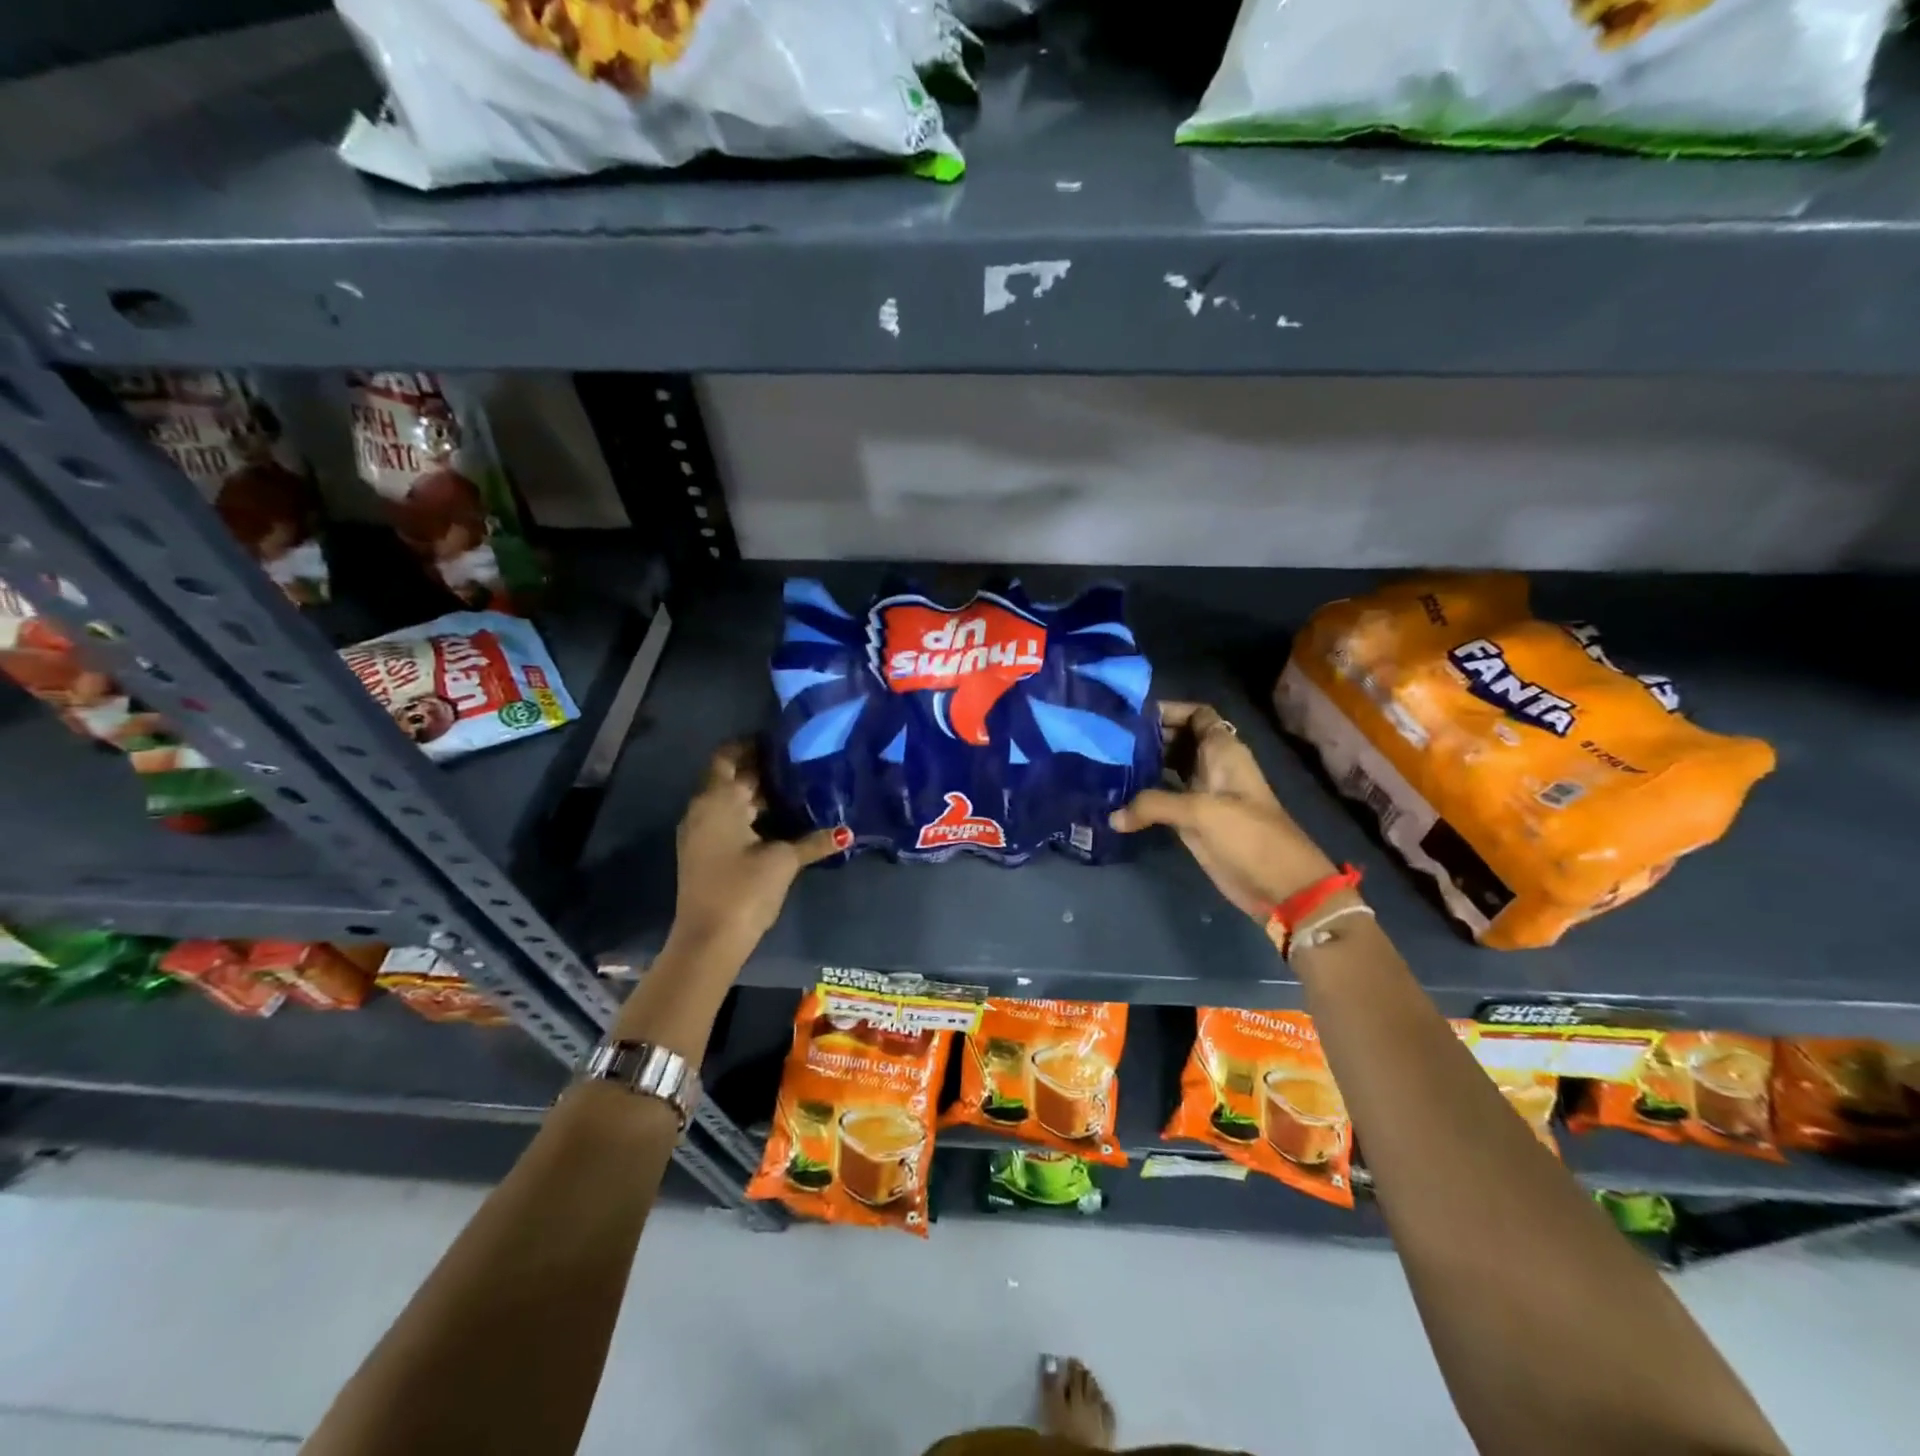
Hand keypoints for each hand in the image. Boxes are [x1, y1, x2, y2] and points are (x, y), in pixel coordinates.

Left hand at [666, 742, 845, 964]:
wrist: (709, 940)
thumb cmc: (744, 889)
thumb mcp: (783, 861)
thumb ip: (814, 841)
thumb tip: (848, 832)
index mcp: (717, 800)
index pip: (728, 757)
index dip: (750, 745)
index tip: (779, 740)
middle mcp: (702, 810)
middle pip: (729, 778)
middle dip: (760, 770)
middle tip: (797, 764)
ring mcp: (699, 833)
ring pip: (728, 801)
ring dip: (754, 795)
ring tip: (794, 789)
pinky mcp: (703, 854)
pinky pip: (725, 820)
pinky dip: (748, 815)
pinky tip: (778, 822)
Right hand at [1111, 701, 1337, 919]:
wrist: (1278, 884)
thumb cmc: (1247, 835)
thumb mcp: (1200, 812)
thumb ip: (1154, 805)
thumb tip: (1114, 816)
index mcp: (1223, 751)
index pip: (1197, 715)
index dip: (1169, 710)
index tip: (1132, 715)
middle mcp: (1212, 766)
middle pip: (1178, 739)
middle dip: (1148, 736)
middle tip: (1108, 739)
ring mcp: (1203, 793)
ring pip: (1169, 767)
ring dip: (1144, 763)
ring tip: (1107, 762)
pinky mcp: (1194, 820)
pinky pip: (1164, 797)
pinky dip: (1145, 794)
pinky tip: (1118, 796)